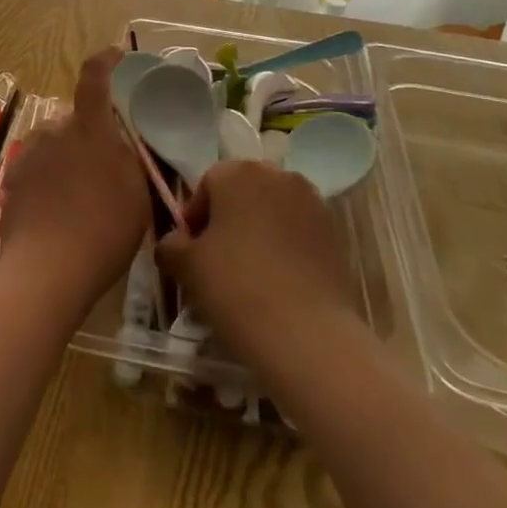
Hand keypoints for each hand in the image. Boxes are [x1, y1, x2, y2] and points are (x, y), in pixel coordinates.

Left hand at [0, 47, 151, 317]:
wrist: (46, 271)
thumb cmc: (104, 230)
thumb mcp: (137, 193)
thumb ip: (128, 159)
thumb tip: (118, 145)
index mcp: (89, 128)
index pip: (94, 79)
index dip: (104, 61)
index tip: (115, 55)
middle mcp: (54, 131)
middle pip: (74, 121)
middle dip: (90, 135)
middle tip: (105, 170)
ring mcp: (28, 155)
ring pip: (53, 145)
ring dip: (66, 158)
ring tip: (79, 197)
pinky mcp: (10, 180)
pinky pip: (36, 168)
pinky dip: (48, 179)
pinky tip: (56, 210)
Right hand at [155, 160, 356, 375]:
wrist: (307, 335)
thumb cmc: (235, 288)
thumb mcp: (185, 266)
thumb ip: (170, 244)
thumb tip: (175, 242)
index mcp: (238, 172)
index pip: (207, 185)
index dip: (195, 218)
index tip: (191, 253)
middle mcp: (278, 176)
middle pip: (243, 193)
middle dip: (228, 220)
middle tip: (217, 261)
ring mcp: (313, 203)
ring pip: (273, 211)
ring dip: (258, 232)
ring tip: (249, 275)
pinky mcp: (336, 234)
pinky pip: (298, 232)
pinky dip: (286, 248)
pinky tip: (278, 283)